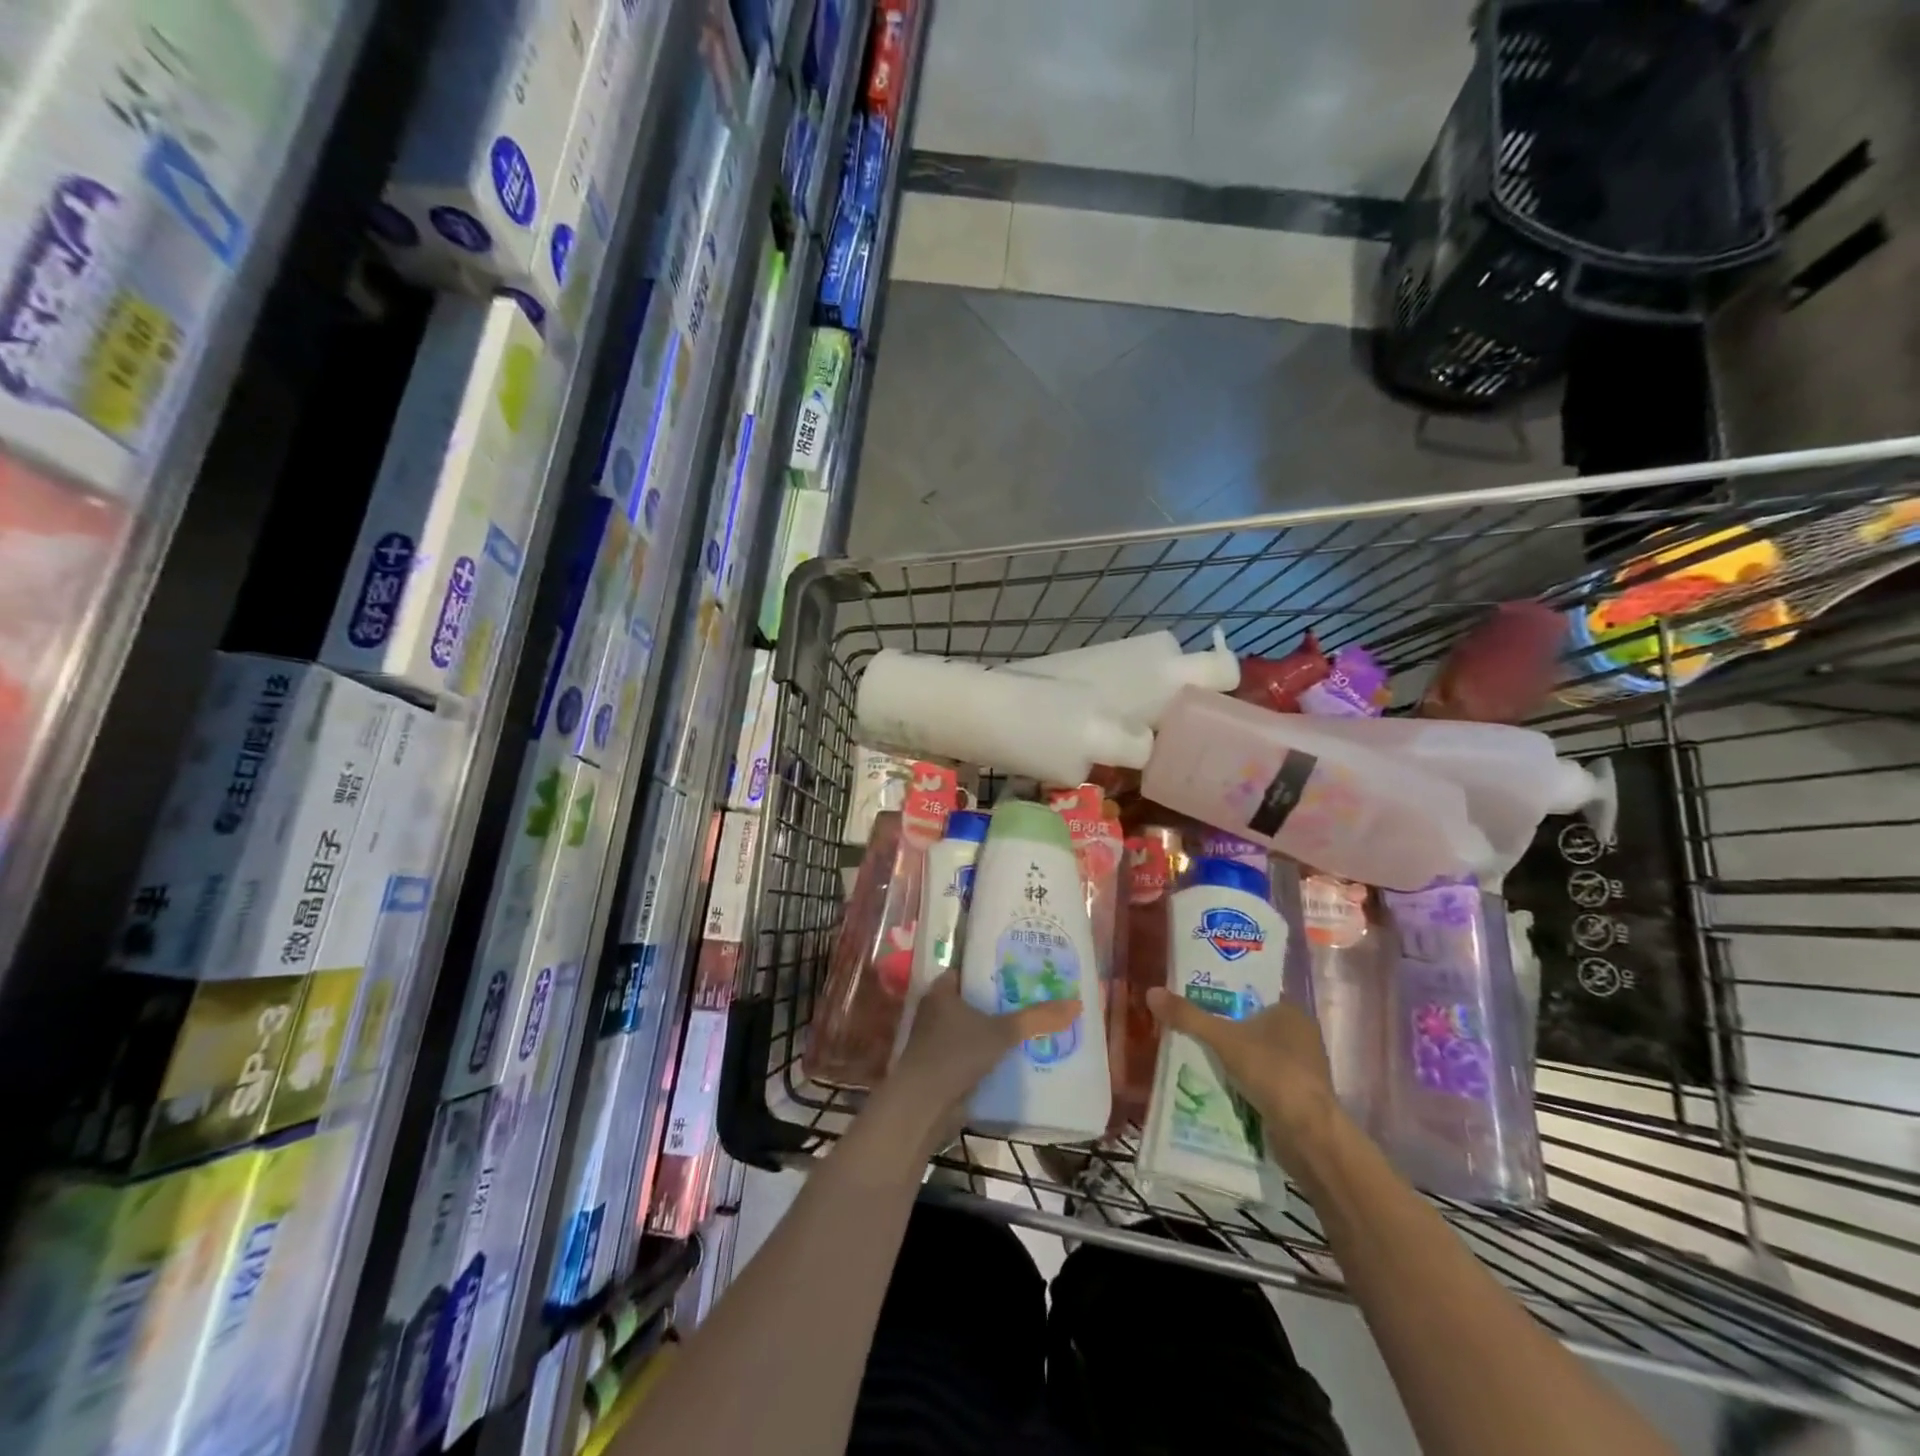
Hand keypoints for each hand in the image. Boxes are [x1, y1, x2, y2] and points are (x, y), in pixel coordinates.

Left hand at [883, 970, 1078, 1155]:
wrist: (924, 1105)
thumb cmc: (956, 1054)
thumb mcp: (1002, 1032)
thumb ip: (1036, 1018)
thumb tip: (1076, 1004)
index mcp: (941, 990)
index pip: (968, 969)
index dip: (992, 968)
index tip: (1020, 968)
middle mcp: (934, 1010)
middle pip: (972, 998)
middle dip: (998, 1000)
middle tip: (1032, 995)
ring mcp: (935, 1039)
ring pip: (971, 1026)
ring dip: (992, 1028)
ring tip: (1028, 1024)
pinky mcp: (940, 1065)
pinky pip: (969, 1050)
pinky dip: (986, 1051)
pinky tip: (1012, 1055)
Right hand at [1146, 988, 1339, 1167]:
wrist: (1307, 1134)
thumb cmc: (1271, 1072)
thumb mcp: (1223, 1039)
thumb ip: (1189, 1016)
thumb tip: (1151, 992)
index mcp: (1292, 1013)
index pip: (1254, 996)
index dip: (1226, 998)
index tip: (1197, 1001)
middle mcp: (1302, 1037)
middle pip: (1254, 1026)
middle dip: (1226, 1031)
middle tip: (1191, 1030)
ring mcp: (1303, 1070)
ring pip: (1258, 1056)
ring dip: (1234, 1060)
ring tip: (1197, 1057)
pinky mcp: (1299, 1098)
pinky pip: (1263, 1082)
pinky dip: (1244, 1084)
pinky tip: (1219, 1086)